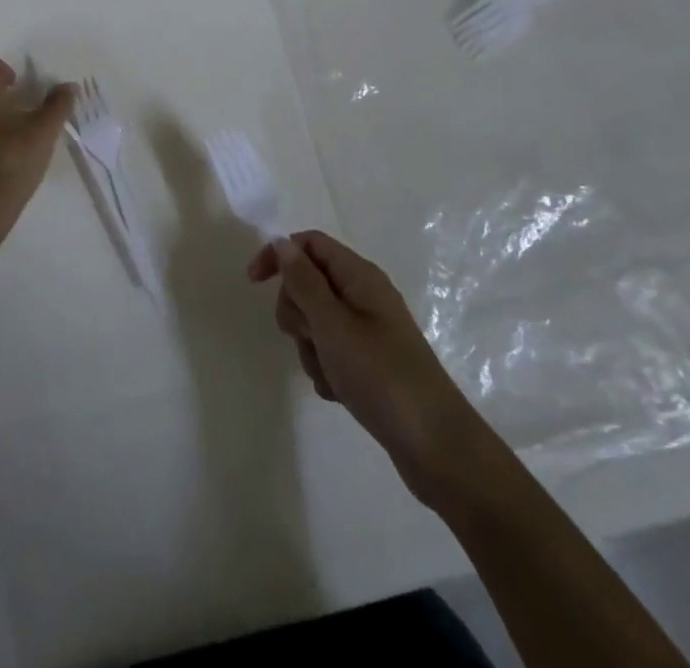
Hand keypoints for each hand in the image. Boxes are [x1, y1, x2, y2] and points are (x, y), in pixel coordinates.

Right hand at [250, 231, 475, 500]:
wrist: (435, 446)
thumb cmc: (381, 375)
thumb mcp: (333, 325)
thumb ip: (304, 281)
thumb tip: (282, 243)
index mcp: (359, 276)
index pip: (309, 244)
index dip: (279, 255)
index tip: (254, 283)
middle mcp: (364, 295)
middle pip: (308, 283)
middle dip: (296, 311)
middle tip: (310, 336)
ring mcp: (367, 330)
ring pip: (315, 322)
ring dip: (310, 346)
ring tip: (330, 372)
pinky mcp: (369, 362)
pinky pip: (330, 352)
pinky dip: (326, 368)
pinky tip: (339, 391)